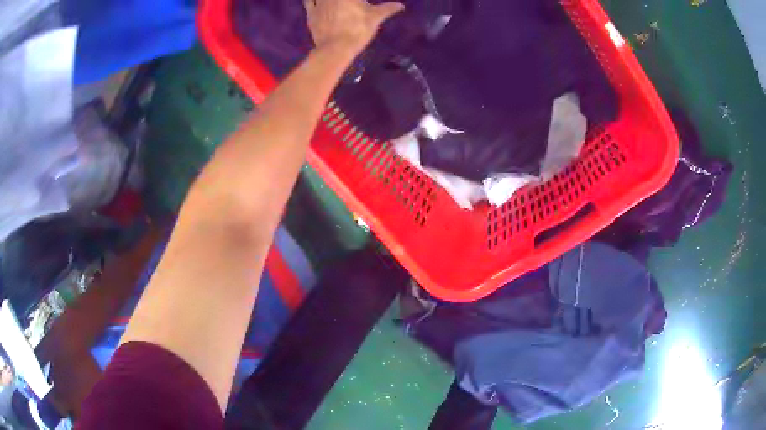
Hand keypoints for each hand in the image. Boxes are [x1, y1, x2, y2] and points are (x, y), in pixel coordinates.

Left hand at [305, 0, 404, 55]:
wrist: (336, 48)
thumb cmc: (358, 30)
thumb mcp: (376, 18)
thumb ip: (388, 9)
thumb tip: (401, 5)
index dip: (356, 0)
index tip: (359, 2)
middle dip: (343, 1)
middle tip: (348, 4)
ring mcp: (319, 3)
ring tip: (333, 3)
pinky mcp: (311, 13)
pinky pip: (308, 1)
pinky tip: (313, 0)